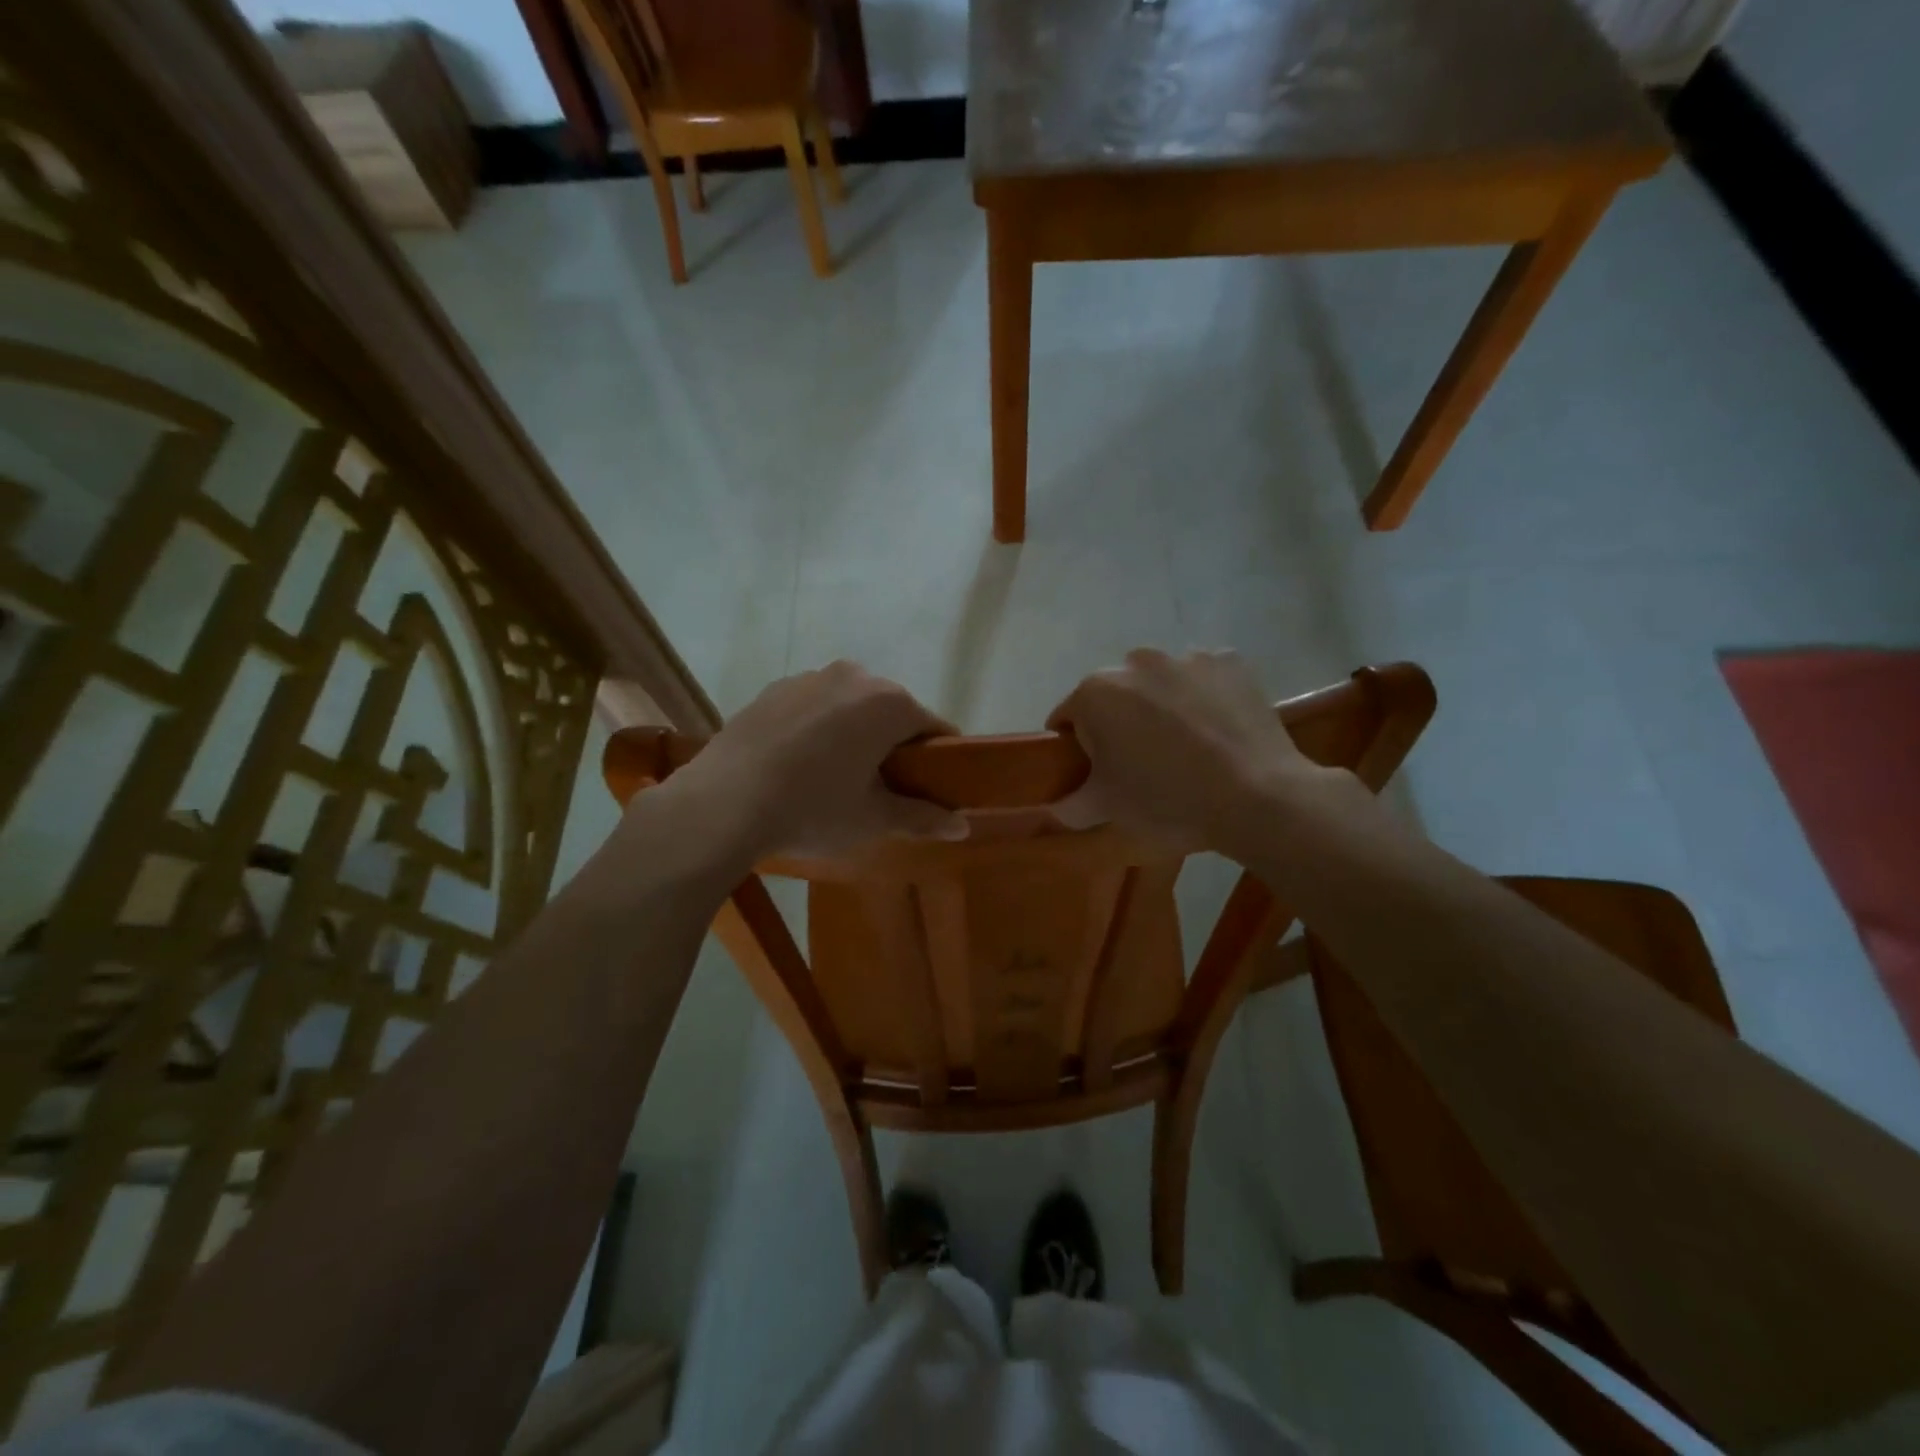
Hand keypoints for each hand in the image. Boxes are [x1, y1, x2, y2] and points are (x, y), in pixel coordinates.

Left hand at [655, 662, 966, 862]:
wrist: (722, 802)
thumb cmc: (812, 808)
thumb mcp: (873, 819)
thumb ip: (922, 818)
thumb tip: (963, 826)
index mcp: (889, 703)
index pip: (934, 728)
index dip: (938, 760)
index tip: (929, 789)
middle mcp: (855, 676)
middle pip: (892, 711)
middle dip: (893, 744)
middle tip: (880, 789)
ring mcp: (809, 677)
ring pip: (851, 706)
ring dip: (854, 733)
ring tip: (833, 777)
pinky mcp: (774, 688)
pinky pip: (814, 706)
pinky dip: (818, 728)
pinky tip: (797, 763)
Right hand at [1047, 649, 1336, 852]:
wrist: (1259, 798)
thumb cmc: (1168, 801)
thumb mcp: (1106, 810)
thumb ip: (1068, 805)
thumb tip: (1056, 804)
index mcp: (1095, 693)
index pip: (1068, 719)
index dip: (1078, 749)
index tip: (1098, 774)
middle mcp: (1136, 662)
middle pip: (1115, 696)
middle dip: (1120, 724)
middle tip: (1143, 766)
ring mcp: (1187, 657)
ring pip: (1160, 684)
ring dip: (1162, 708)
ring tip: (1187, 750)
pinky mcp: (1230, 662)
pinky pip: (1204, 680)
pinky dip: (1204, 699)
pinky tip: (1218, 732)